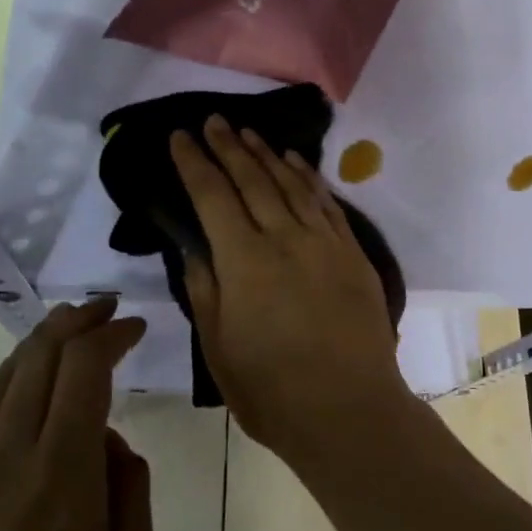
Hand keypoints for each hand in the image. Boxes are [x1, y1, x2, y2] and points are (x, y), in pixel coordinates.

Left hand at [0, 300, 152, 530]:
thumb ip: (129, 496)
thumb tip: (112, 446)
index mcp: (61, 473)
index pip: (83, 369)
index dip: (110, 334)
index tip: (134, 325)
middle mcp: (6, 457)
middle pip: (36, 359)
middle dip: (74, 323)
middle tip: (105, 310)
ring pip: (1, 380)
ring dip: (36, 346)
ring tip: (65, 332)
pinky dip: (4, 382)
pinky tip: (18, 390)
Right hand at [171, 116, 406, 458]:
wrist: (350, 410)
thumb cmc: (272, 390)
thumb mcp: (219, 348)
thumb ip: (205, 289)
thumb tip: (195, 247)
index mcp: (244, 261)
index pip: (212, 196)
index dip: (194, 163)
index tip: (180, 137)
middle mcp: (284, 238)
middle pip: (251, 179)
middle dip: (228, 147)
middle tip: (212, 120)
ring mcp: (324, 242)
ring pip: (290, 183)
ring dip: (266, 154)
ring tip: (247, 132)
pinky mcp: (352, 252)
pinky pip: (326, 202)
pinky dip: (307, 177)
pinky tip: (295, 162)